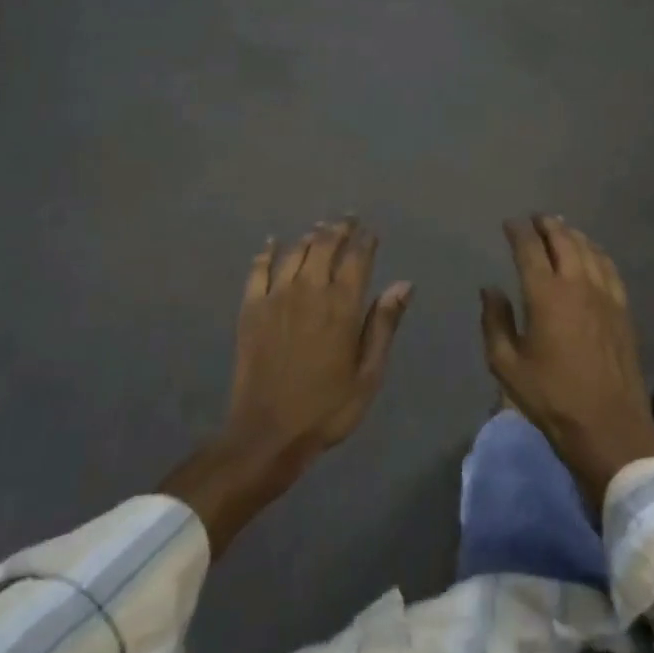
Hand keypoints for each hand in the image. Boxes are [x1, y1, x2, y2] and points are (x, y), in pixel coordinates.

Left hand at [162, 219, 412, 553]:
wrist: (267, 432)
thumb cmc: (327, 407)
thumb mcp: (368, 373)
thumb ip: (383, 324)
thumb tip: (403, 284)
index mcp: (342, 305)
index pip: (357, 257)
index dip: (365, 240)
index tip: (371, 231)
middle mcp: (309, 290)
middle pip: (324, 245)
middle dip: (338, 229)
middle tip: (347, 220)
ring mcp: (275, 297)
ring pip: (294, 251)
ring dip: (309, 236)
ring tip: (319, 229)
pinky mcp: (250, 308)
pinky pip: (258, 269)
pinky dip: (267, 252)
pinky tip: (271, 243)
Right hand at [480, 216, 653, 512]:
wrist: (608, 426)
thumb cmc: (551, 397)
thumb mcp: (506, 365)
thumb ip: (495, 322)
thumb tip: (490, 289)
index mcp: (546, 295)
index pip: (530, 249)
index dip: (518, 232)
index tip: (510, 223)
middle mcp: (578, 285)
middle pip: (564, 241)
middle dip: (548, 225)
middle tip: (536, 218)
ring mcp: (606, 296)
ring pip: (590, 251)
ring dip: (573, 235)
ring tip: (562, 228)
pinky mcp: (623, 311)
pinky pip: (610, 269)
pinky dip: (598, 254)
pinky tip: (594, 255)